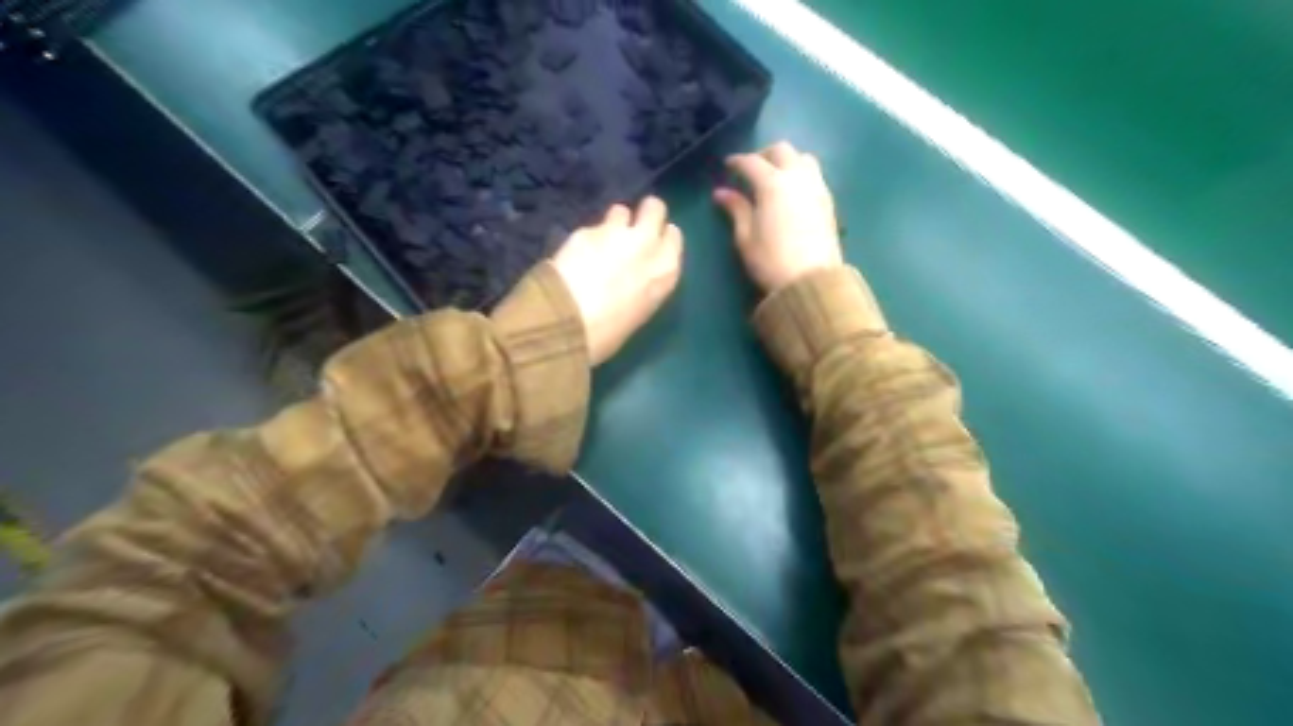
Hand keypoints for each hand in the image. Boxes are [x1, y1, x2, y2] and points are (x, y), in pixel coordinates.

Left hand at [547, 196, 680, 366]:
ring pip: (621, 211)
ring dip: (614, 223)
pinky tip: (576, 255)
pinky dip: (587, 239)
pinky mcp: (584, 231)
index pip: (673, 236)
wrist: (568, 323)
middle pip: (654, 208)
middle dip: (645, 214)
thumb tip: (637, 276)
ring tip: (602, 242)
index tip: (653, 245)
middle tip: (632, 229)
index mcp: (665, 270)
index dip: (661, 237)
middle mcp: (646, 244)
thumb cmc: (609, 333)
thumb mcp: (641, 310)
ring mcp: (614, 233)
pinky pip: (592, 228)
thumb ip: (645, 283)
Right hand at [712, 143, 844, 295]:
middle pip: (782, 150)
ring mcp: (817, 187)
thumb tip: (721, 192)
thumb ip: (736, 209)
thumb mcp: (745, 237)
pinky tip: (791, 192)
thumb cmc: (771, 261)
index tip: (727, 165)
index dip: (737, 161)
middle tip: (751, 169)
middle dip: (764, 154)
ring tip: (775, 177)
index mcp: (773, 184)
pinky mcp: (828, 201)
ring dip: (787, 160)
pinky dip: (800, 174)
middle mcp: (797, 177)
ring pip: (803, 158)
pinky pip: (814, 175)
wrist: (811, 281)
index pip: (752, 162)